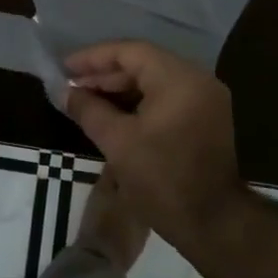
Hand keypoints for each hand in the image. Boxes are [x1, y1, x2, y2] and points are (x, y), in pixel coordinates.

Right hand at [64, 41, 246, 249]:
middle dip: (105, 74)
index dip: (93, 58)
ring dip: (120, 89)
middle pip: (143, 63)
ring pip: (154, 81)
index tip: (64, 67)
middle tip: (71, 86)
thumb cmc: (162, 179)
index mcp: (178, 79)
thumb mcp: (117, 142)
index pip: (130, 52)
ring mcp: (205, 99)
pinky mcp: (205, 118)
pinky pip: (166, 97)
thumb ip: (88, 109)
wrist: (213, 225)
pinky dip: (139, 102)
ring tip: (86, 100)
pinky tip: (112, 114)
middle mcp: (197, 79)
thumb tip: (64, 91)